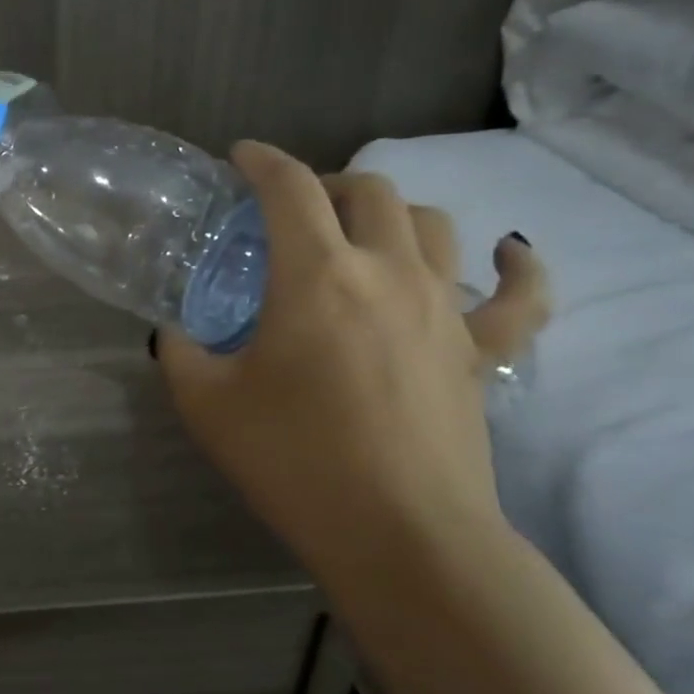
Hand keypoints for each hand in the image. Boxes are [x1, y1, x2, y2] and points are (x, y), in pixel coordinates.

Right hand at [157, 142, 547, 560]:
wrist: (400, 536)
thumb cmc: (292, 460)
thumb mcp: (206, 404)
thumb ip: (180, 354)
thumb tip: (173, 333)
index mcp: (316, 276)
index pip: (289, 189)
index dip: (261, 161)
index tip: (239, 158)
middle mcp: (388, 272)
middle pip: (367, 190)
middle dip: (323, 183)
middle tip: (290, 210)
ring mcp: (445, 308)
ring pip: (431, 223)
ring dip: (390, 213)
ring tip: (360, 235)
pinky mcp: (481, 351)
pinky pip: (519, 295)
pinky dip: (516, 266)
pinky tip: (507, 253)